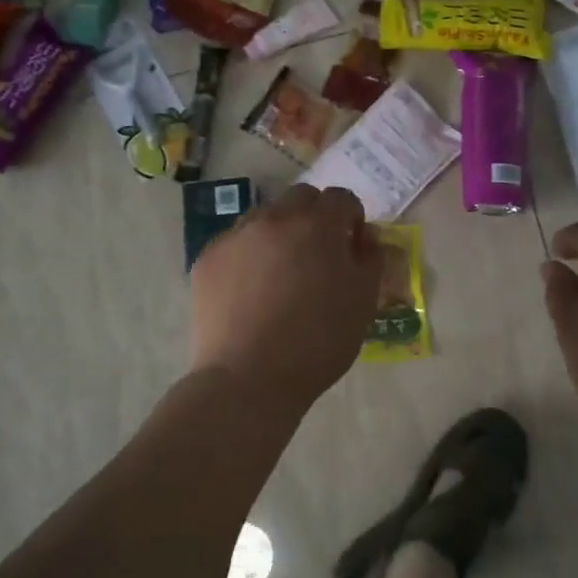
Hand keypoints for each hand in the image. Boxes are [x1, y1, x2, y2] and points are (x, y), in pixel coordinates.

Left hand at [189, 185, 382, 411]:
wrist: (248, 379)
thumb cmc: (317, 343)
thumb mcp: (363, 302)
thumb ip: (370, 258)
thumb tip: (364, 236)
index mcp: (317, 225)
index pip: (340, 198)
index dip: (350, 217)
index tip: (351, 244)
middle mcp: (274, 219)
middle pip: (300, 199)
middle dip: (314, 217)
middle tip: (318, 255)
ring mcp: (235, 236)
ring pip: (264, 218)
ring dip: (279, 234)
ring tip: (281, 274)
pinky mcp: (207, 259)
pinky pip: (235, 244)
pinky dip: (248, 256)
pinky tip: (250, 292)